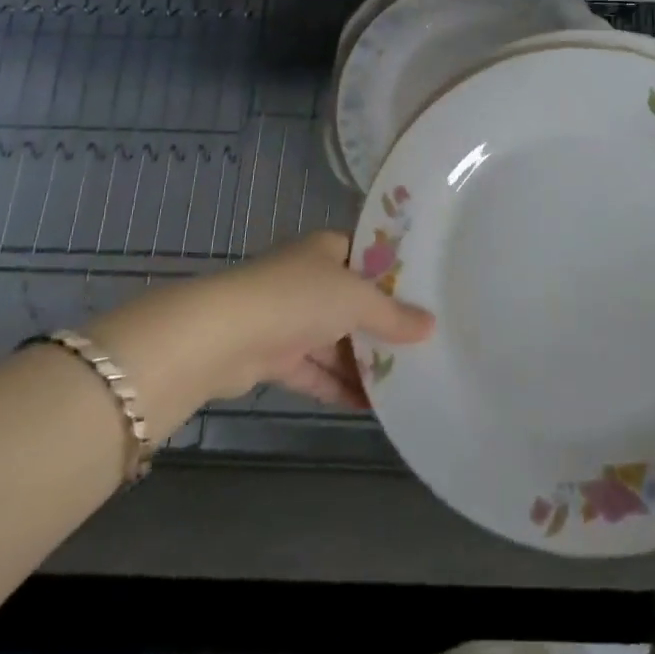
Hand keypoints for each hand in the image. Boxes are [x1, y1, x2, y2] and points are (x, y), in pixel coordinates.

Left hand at [191, 231, 434, 407]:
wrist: (223, 336)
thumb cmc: (298, 298)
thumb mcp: (357, 300)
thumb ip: (394, 315)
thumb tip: (431, 326)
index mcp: (327, 249)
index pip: (367, 255)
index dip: (394, 273)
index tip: (426, 293)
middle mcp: (307, 278)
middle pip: (352, 301)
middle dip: (381, 324)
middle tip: (421, 344)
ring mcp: (288, 317)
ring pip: (333, 339)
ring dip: (361, 361)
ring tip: (402, 380)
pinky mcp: (273, 355)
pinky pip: (314, 370)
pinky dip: (337, 385)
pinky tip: (368, 405)